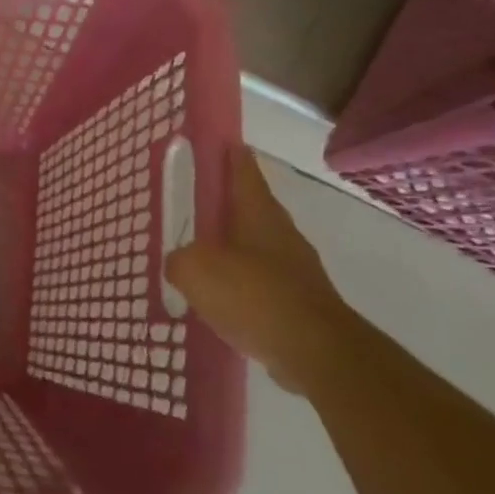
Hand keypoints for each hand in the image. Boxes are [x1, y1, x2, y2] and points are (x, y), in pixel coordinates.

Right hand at [166, 147, 359, 393]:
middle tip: (197, 202)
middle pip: (252, 208)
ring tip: (203, 254)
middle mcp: (281, 234)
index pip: (243, 171)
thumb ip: (179, 259)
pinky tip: (223, 299)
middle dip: (228, 203)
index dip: (230, 154)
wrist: (316, 352)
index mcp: (258, 213)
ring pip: (257, 247)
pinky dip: (242, 284)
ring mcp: (295, 270)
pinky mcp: (300, 303)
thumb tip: (180, 262)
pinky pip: (262, 283)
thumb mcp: (196, 270)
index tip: (222, 140)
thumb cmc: (254, 295)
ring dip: (233, 247)